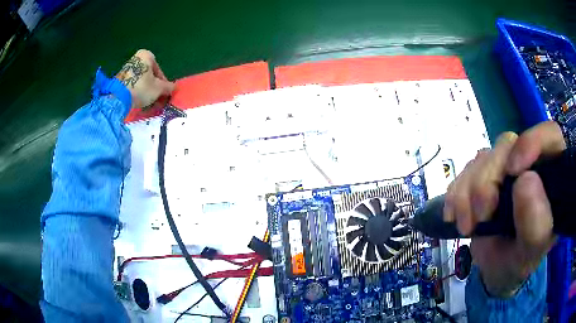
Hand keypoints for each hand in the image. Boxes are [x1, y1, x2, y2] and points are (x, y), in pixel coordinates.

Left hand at [116, 49, 174, 109]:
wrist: (118, 97)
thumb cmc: (141, 88)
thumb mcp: (159, 88)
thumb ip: (168, 87)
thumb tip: (173, 88)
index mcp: (147, 55)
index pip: (159, 71)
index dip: (163, 84)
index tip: (163, 94)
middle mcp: (136, 59)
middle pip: (149, 76)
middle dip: (153, 88)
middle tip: (156, 99)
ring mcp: (126, 69)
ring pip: (141, 81)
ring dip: (145, 91)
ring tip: (147, 103)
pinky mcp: (119, 79)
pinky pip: (132, 85)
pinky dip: (136, 92)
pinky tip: (138, 101)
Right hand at [443, 121, 564, 297]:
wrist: (496, 271)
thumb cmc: (519, 261)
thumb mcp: (531, 251)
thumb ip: (536, 223)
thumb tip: (525, 180)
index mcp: (552, 176)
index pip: (550, 136)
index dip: (533, 141)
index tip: (514, 170)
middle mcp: (530, 163)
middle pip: (507, 145)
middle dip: (488, 180)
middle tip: (481, 216)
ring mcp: (506, 167)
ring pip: (483, 157)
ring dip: (468, 192)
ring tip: (467, 226)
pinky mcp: (485, 174)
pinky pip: (465, 170)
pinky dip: (456, 194)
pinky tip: (455, 217)